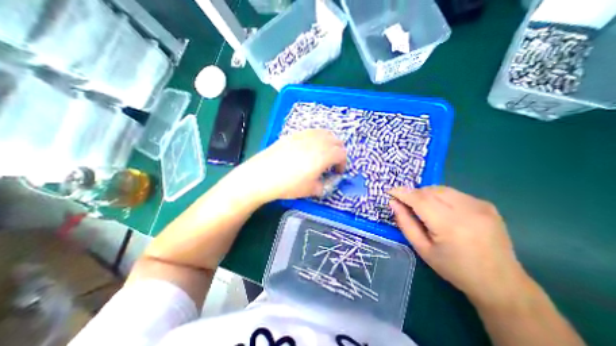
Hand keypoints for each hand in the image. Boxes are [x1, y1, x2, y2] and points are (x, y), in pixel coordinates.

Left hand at [236, 129, 345, 203]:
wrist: (263, 175)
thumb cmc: (289, 185)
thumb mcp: (311, 190)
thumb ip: (325, 185)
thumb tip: (328, 181)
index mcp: (324, 155)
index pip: (342, 154)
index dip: (342, 164)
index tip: (336, 172)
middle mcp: (317, 141)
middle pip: (336, 141)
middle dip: (338, 152)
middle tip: (332, 164)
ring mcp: (305, 135)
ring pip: (325, 133)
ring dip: (329, 143)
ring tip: (322, 154)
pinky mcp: (294, 134)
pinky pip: (312, 132)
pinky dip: (317, 138)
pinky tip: (309, 148)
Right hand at [389, 187, 528, 305]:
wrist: (501, 283)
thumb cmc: (454, 269)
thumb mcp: (422, 249)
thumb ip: (405, 223)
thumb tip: (393, 203)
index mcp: (450, 226)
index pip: (419, 200)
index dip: (402, 193)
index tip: (389, 191)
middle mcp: (467, 211)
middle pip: (429, 191)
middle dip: (413, 194)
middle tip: (405, 203)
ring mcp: (480, 205)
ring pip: (441, 189)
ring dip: (426, 194)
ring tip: (423, 207)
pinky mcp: (486, 204)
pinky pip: (453, 193)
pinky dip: (440, 197)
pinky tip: (442, 210)